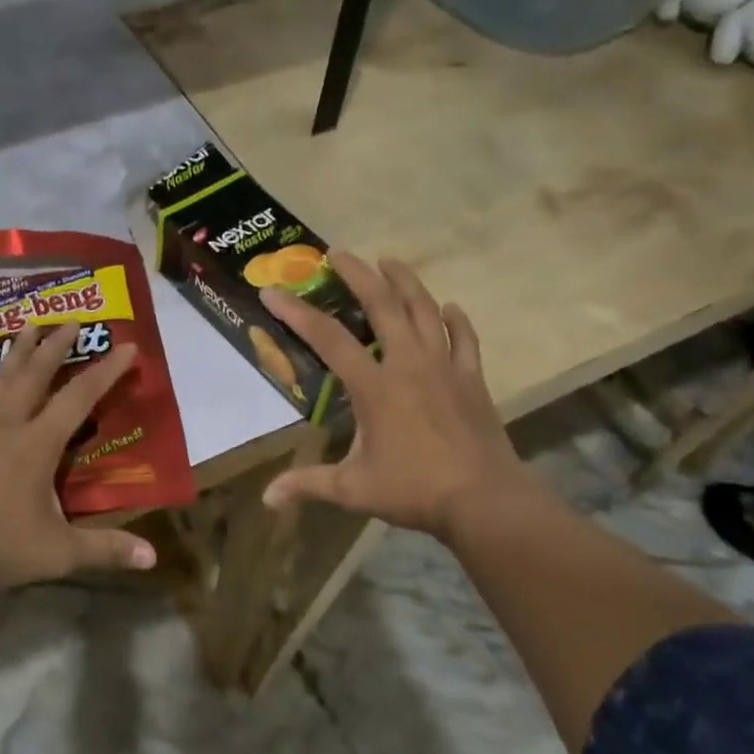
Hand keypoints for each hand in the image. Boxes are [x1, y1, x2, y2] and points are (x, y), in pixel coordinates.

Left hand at [0, 321, 156, 588]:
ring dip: (13, 357)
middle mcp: (6, 428)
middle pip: (35, 377)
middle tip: (70, 321)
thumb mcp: (59, 553)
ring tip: (24, 329)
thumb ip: (106, 550)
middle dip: (55, 347)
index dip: (106, 371)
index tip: (126, 346)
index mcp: (37, 444)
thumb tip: (153, 559)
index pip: (79, 398)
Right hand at [260, 253, 545, 543]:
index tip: (272, 292)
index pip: (328, 339)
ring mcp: (445, 368)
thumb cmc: (415, 490)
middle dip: (358, 275)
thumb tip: (268, 499)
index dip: (297, 313)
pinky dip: (456, 321)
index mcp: (375, 386)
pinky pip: (465, 340)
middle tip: (338, 253)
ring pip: (425, 311)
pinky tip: (450, 307)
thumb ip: (309, 485)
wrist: (485, 500)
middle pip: (383, 305)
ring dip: (405, 282)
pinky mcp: (472, 380)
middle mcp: (408, 364)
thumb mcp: (354, 489)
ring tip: (390, 260)